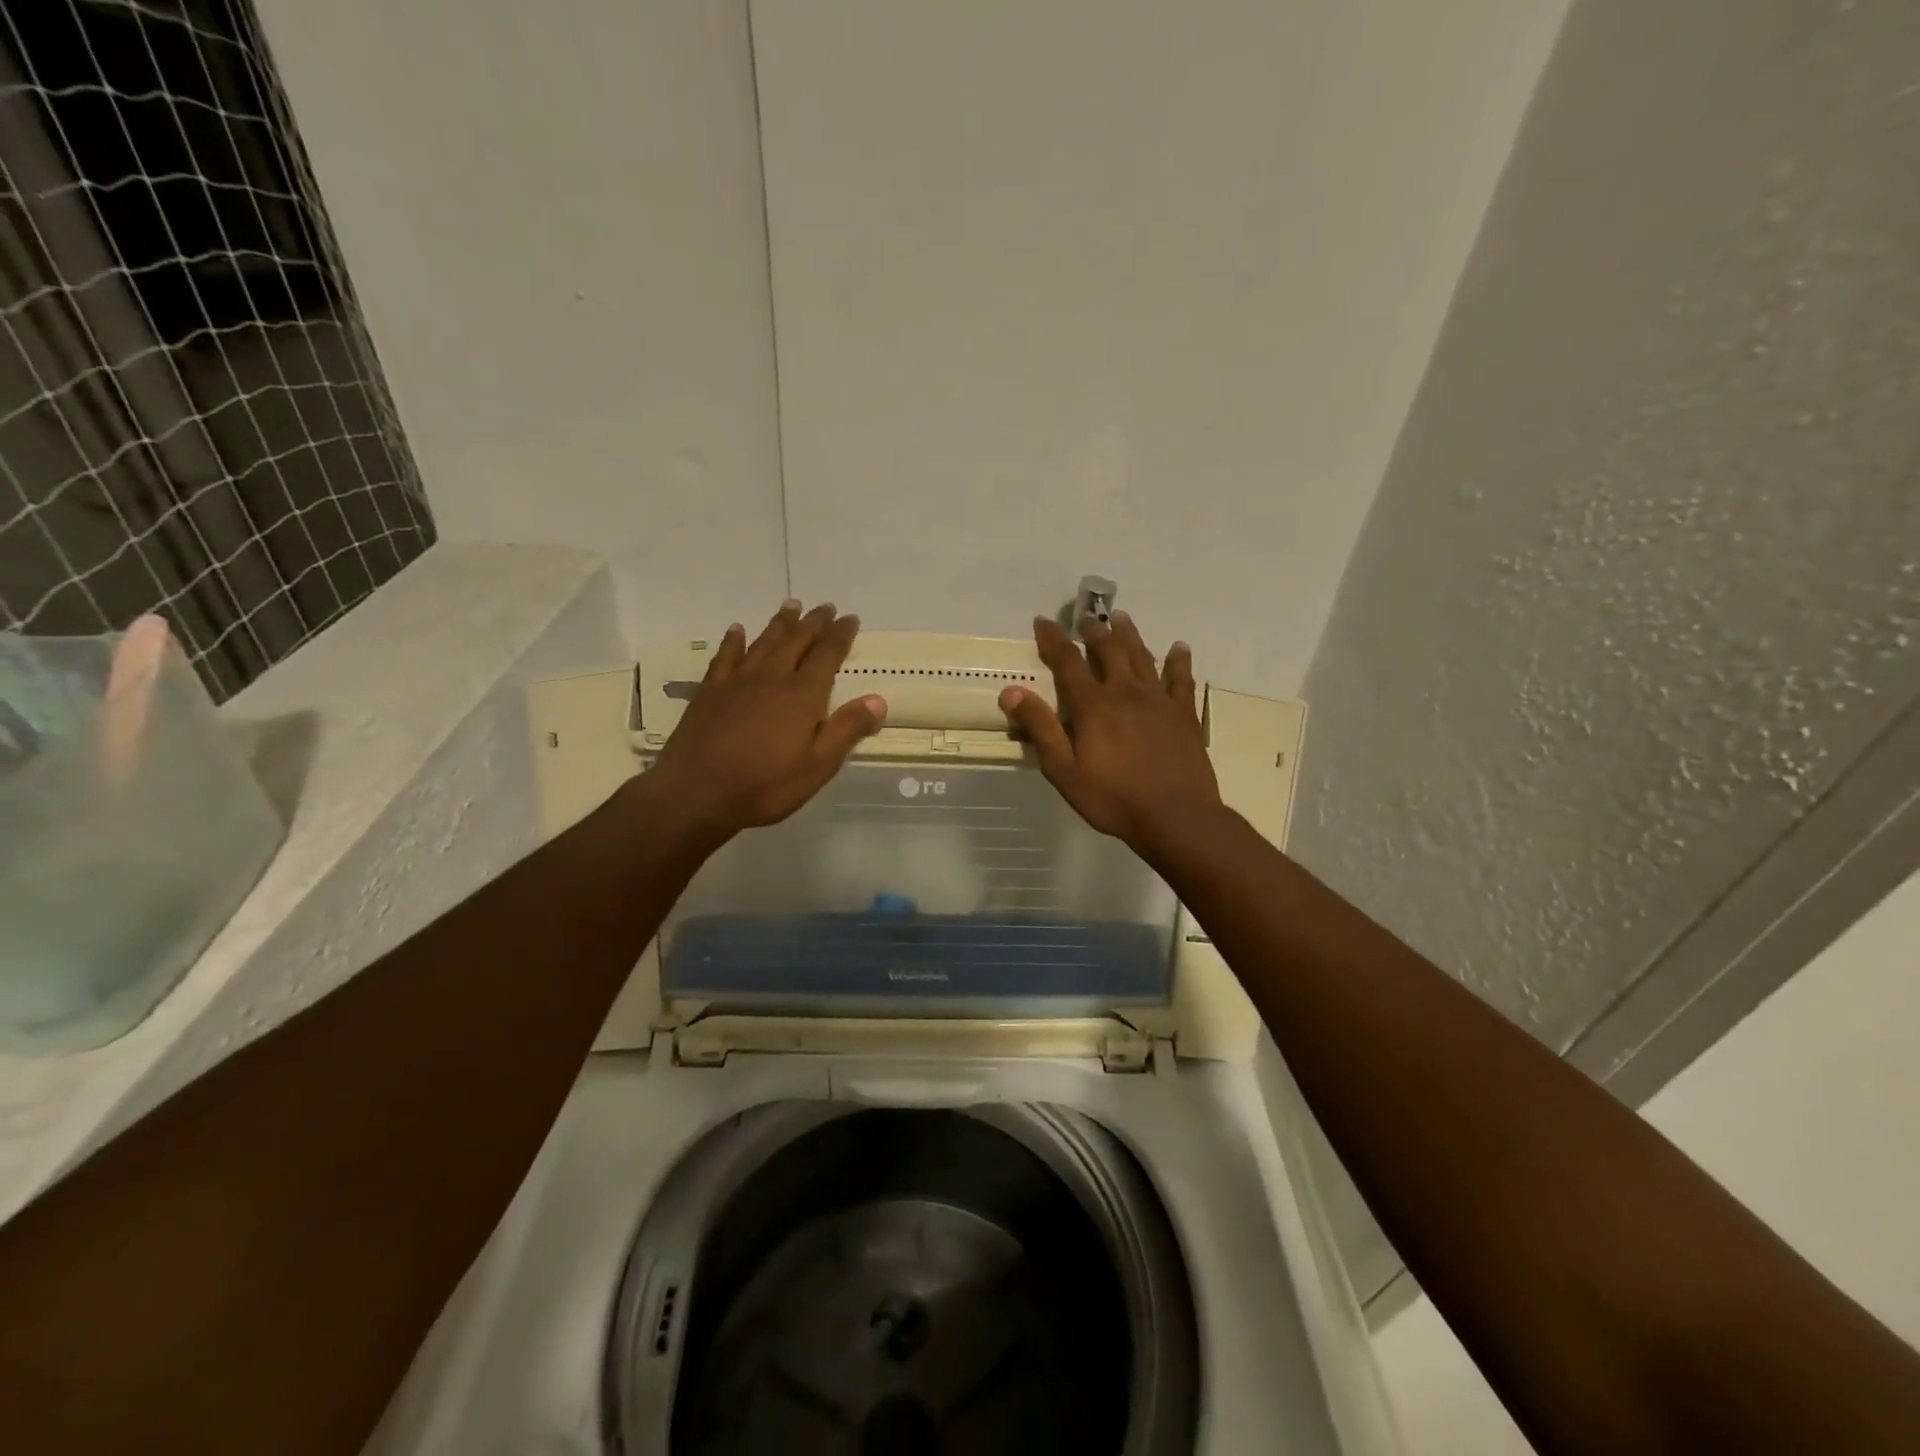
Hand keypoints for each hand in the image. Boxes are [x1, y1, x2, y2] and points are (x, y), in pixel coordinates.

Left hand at [643, 601, 886, 844]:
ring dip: (780, 623)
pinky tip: (737, 630)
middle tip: (825, 607)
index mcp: (802, 695)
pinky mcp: (710, 691)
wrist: (696, 792)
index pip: (827, 655)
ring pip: (764, 642)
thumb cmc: (765, 785)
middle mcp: (772, 678)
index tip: (850, 618)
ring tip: (791, 605)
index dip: (840, 635)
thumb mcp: (818, 766)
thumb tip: (878, 699)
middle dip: (814, 623)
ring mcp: (737, 681)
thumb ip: (847, 730)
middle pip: (797, 641)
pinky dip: (734, 641)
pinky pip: (725, 656)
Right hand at [999, 612, 1220, 854]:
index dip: (1053, 639)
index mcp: (1093, 705)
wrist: (1175, 816)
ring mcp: (1159, 700)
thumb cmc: (1113, 798)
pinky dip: (1179, 661)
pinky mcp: (1183, 714)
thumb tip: (1011, 691)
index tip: (1043, 621)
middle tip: (1088, 618)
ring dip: (1130, 635)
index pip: (1068, 662)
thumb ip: (1040, 728)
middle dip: (1095, 631)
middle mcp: (1126, 692)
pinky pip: (1181, 679)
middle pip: (1109, 651)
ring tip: (1122, 617)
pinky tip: (1179, 648)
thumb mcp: (1063, 770)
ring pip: (1143, 656)